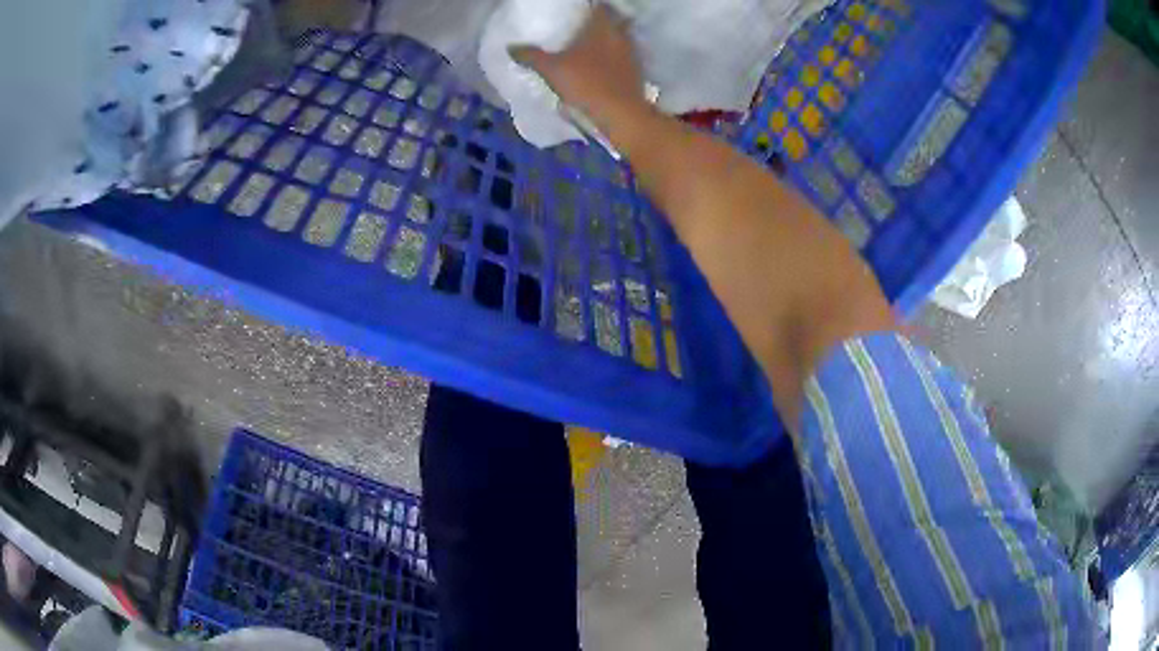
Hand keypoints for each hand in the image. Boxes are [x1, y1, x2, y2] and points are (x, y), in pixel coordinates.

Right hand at [509, 5, 647, 129]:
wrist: (621, 114)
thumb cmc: (586, 83)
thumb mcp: (551, 69)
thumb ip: (531, 56)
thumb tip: (510, 47)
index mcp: (602, 27)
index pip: (600, 6)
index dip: (591, 5)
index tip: (580, 9)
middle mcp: (620, 35)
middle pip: (615, 20)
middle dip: (603, 20)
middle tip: (586, 25)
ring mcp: (631, 54)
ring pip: (621, 38)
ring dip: (610, 39)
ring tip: (593, 43)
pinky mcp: (636, 72)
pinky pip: (625, 56)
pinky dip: (616, 57)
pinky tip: (605, 65)